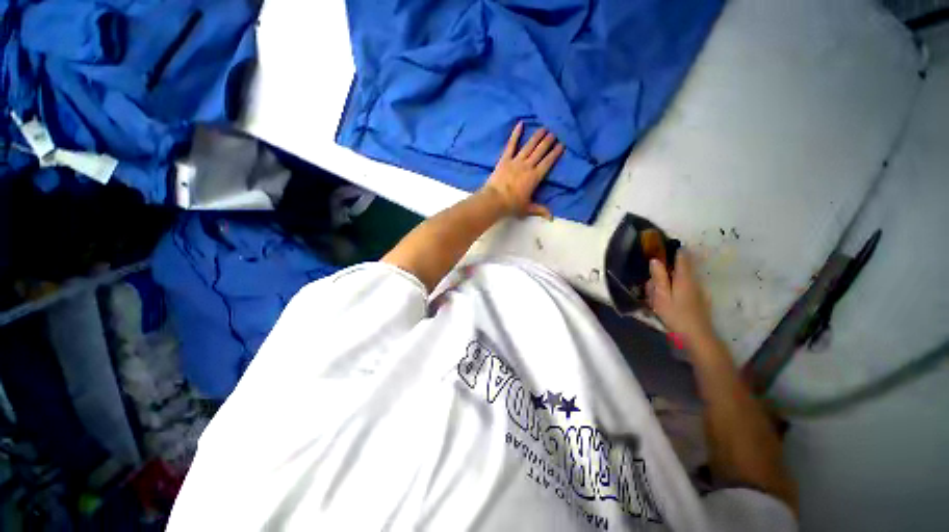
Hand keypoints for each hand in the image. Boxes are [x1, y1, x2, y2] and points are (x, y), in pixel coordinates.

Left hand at [481, 122, 563, 218]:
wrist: (495, 200)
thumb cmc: (512, 205)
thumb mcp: (528, 208)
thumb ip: (540, 210)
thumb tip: (552, 218)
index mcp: (535, 177)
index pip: (548, 162)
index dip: (555, 153)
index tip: (562, 145)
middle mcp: (528, 166)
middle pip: (540, 151)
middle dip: (548, 141)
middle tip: (555, 132)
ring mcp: (516, 161)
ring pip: (529, 146)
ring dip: (537, 136)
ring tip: (544, 128)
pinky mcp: (505, 159)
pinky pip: (511, 145)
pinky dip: (516, 134)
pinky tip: (520, 124)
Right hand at [647, 251, 716, 345]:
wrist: (697, 336)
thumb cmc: (676, 315)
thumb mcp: (661, 296)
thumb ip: (659, 277)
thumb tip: (655, 260)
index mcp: (684, 277)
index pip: (682, 256)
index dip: (674, 249)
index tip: (663, 245)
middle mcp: (693, 280)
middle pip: (682, 266)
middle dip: (668, 267)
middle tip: (653, 278)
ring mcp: (698, 289)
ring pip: (682, 277)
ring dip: (670, 279)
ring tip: (657, 293)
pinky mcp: (699, 299)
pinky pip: (685, 286)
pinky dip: (675, 288)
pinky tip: (667, 300)